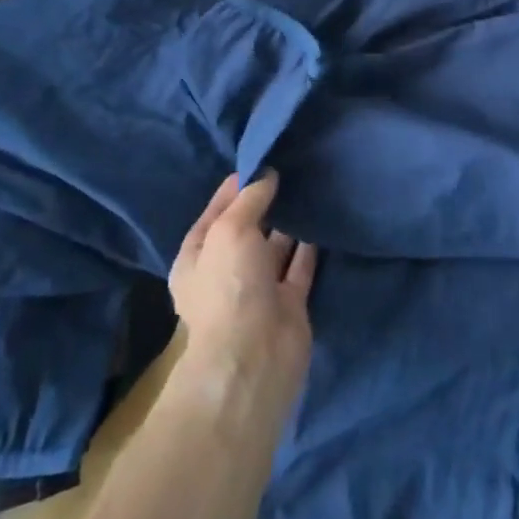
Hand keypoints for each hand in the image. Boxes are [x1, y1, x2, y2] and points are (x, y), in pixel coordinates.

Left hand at [169, 171, 317, 417]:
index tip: (259, 163)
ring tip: (307, 188)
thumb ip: (250, 198)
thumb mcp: (230, 229)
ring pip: (274, 249)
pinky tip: (321, 219)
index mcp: (197, 259)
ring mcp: (258, 290)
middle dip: (263, 205)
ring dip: (288, 224)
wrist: (255, 355)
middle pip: (246, 231)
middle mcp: (225, 274)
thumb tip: (267, 175)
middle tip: (290, 171)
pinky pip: (299, 266)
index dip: (233, 190)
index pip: (214, 215)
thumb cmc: (230, 286)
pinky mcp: (289, 303)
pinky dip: (309, 246)